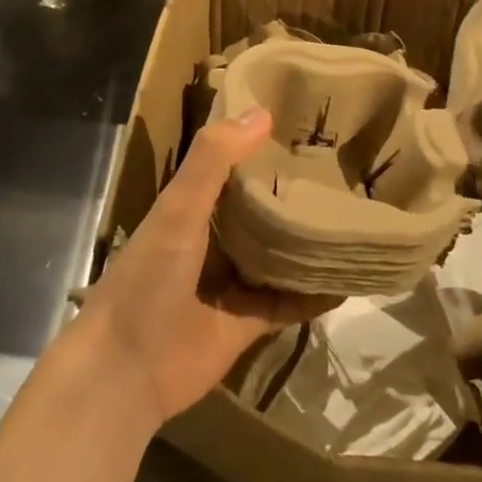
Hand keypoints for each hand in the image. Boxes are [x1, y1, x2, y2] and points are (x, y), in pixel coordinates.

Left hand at [79, 108, 328, 428]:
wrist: (127, 370)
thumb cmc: (148, 277)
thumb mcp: (177, 209)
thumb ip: (213, 160)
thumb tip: (264, 111)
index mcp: (192, 206)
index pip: (231, 164)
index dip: (260, 144)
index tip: (303, 121)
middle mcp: (214, 239)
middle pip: (261, 208)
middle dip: (293, 190)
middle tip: (343, 166)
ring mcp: (232, 281)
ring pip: (278, 253)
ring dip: (307, 240)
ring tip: (354, 215)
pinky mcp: (248, 321)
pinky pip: (288, 302)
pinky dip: (314, 294)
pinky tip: (349, 279)